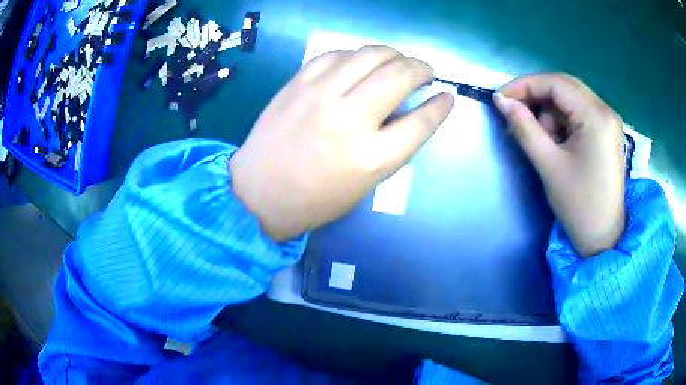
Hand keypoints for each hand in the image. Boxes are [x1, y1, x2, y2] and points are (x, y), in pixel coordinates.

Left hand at [230, 46, 454, 240]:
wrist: (259, 193)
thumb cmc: (315, 199)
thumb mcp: (365, 184)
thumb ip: (393, 146)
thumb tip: (410, 111)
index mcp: (371, 157)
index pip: (421, 121)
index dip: (440, 106)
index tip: (447, 95)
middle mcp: (349, 118)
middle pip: (399, 76)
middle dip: (421, 69)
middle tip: (424, 72)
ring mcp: (320, 95)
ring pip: (369, 54)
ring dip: (392, 53)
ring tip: (397, 61)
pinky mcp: (298, 83)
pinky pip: (335, 54)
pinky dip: (355, 54)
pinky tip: (359, 61)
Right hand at [494, 74, 625, 256]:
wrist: (603, 237)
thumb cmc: (578, 205)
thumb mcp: (548, 165)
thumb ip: (524, 127)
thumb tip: (501, 100)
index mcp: (596, 116)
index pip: (555, 83)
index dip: (525, 85)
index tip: (501, 99)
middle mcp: (605, 110)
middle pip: (564, 86)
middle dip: (537, 97)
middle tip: (516, 115)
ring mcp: (608, 120)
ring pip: (571, 98)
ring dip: (550, 112)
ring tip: (541, 140)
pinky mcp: (607, 132)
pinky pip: (579, 112)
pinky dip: (562, 121)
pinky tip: (556, 141)